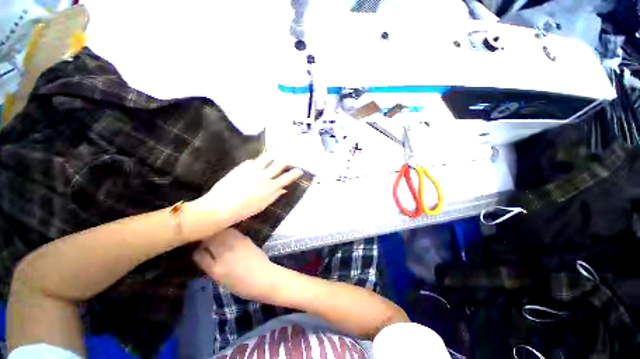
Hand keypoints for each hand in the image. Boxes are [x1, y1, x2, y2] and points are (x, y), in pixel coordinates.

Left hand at [191, 152, 303, 225]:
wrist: (219, 207)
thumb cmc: (243, 211)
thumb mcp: (262, 205)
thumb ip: (274, 196)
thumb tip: (283, 189)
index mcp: (270, 188)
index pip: (286, 178)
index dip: (295, 173)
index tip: (300, 170)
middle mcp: (264, 176)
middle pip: (279, 164)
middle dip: (287, 160)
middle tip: (290, 159)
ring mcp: (252, 169)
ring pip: (267, 157)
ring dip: (274, 154)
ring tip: (278, 151)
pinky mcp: (242, 167)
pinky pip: (253, 160)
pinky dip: (258, 160)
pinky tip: (259, 161)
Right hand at [192, 229, 281, 301]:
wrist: (264, 277)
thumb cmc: (242, 285)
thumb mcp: (221, 280)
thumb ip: (211, 267)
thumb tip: (205, 255)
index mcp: (215, 269)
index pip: (198, 254)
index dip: (197, 252)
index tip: (199, 251)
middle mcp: (224, 254)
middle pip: (208, 240)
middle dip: (205, 240)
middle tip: (207, 243)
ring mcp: (235, 244)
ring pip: (219, 233)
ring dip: (216, 234)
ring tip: (217, 238)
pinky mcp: (245, 238)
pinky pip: (231, 231)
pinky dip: (227, 232)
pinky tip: (228, 236)